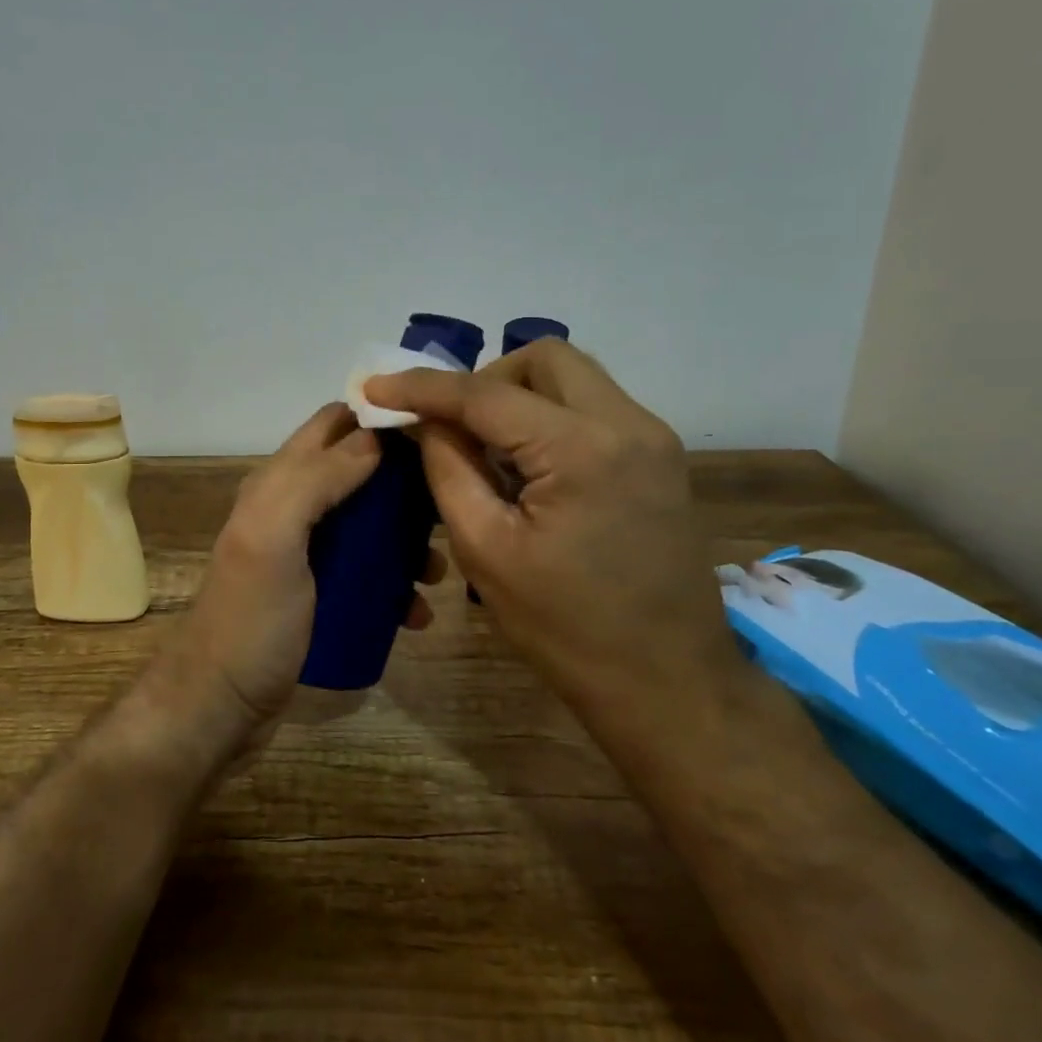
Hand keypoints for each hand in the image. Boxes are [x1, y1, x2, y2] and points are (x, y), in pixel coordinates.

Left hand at [151, 403, 446, 758]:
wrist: (222, 706)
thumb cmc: (251, 620)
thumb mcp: (275, 538)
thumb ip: (316, 480)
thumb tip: (375, 437)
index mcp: (278, 483)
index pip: (333, 424)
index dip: (380, 420)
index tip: (435, 434)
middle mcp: (292, 509)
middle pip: (360, 473)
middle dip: (405, 485)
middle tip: (449, 507)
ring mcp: (307, 555)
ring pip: (370, 526)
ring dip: (407, 540)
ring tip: (436, 571)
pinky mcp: (321, 594)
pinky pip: (368, 574)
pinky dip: (395, 585)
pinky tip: (417, 613)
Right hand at [364, 340, 735, 717]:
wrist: (668, 683)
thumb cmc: (567, 629)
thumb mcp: (486, 550)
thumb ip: (448, 469)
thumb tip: (424, 421)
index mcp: (581, 449)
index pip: (486, 394)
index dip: (422, 386)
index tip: (373, 387)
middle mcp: (628, 424)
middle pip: (545, 359)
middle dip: (486, 380)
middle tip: (453, 428)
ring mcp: (653, 438)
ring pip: (573, 379)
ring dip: (519, 398)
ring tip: (488, 453)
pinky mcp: (659, 459)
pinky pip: (593, 409)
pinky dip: (549, 419)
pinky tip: (529, 470)